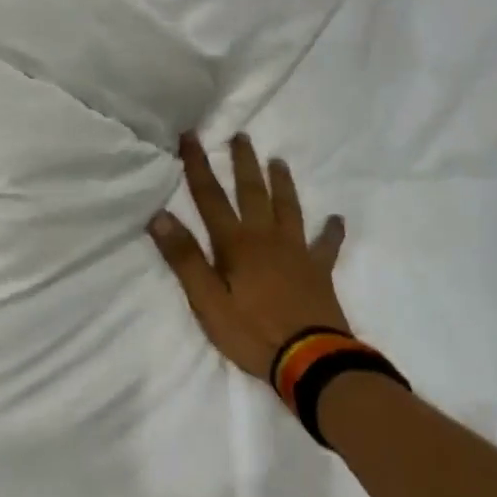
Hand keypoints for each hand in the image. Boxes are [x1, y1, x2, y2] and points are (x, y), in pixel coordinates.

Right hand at [147, 133, 349, 382]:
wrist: (311, 360)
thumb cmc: (252, 332)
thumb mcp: (207, 301)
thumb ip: (185, 258)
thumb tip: (160, 215)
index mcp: (236, 244)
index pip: (211, 197)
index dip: (198, 166)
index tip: (191, 136)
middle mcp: (267, 238)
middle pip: (253, 192)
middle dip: (243, 163)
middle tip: (241, 136)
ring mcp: (297, 252)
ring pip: (289, 208)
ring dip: (282, 184)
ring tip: (279, 161)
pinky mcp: (319, 271)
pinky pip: (327, 245)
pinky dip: (331, 231)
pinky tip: (336, 219)